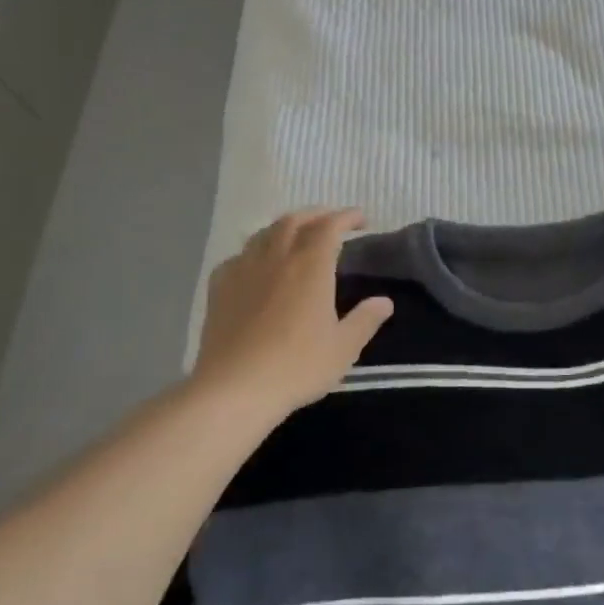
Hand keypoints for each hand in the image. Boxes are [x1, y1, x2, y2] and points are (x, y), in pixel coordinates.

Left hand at [190, 208, 393, 421]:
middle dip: (316, 215)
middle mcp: (276, 258)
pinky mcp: (219, 289)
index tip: (362, 220)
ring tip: (296, 237)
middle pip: (294, 221)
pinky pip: (238, 256)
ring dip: (285, 228)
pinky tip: (257, 266)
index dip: (347, 217)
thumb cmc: (297, 366)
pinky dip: (254, 251)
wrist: (234, 389)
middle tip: (331, 223)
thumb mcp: (344, 347)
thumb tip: (384, 301)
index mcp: (311, 266)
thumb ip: (366, 320)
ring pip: (264, 234)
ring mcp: (243, 271)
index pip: (330, 226)